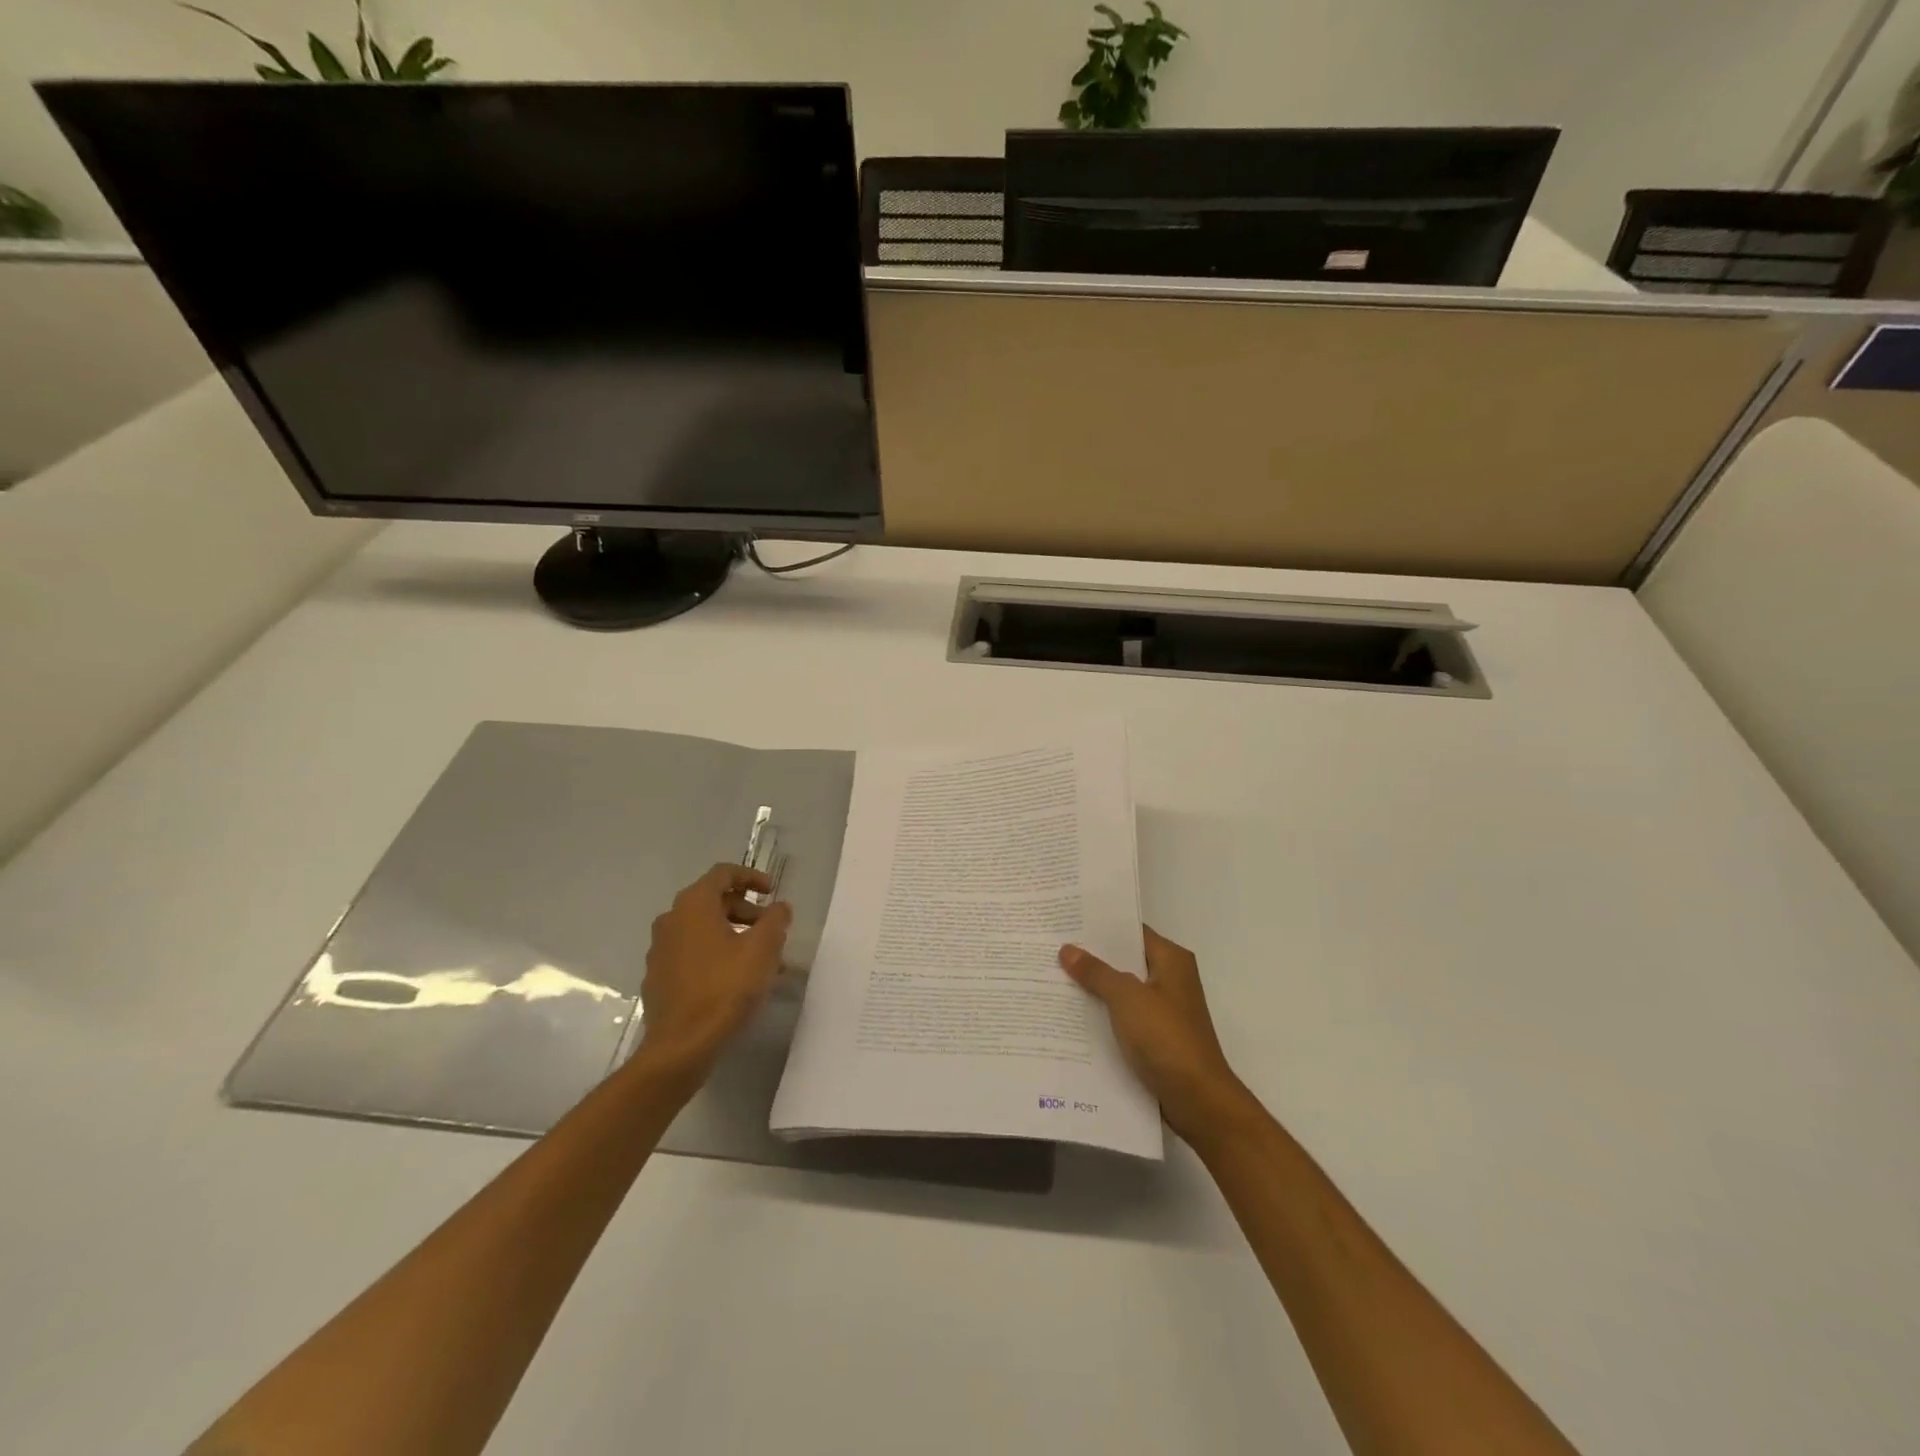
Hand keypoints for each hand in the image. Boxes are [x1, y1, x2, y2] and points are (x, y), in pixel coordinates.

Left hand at [637, 864, 792, 1078]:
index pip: (723, 873)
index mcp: (693, 905)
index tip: (772, 892)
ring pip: (703, 930)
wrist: (681, 1046)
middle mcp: (671, 920)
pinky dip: (716, 955)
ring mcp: (660, 951)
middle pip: (713, 901)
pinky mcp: (659, 978)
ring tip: (761, 960)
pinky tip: (737, 980)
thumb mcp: (763, 949)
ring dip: (734, 935)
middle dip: (746, 910)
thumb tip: (780, 907)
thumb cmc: (725, 988)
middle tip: (771, 929)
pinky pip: (692, 953)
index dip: (752, 877)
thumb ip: (776, 920)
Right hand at [1060, 927, 1249, 1143]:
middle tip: (1051, 947)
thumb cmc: (1166, 1038)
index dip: (1100, 926)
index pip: (1131, 931)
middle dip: (1091, 957)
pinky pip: (1123, 1016)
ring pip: (1121, 990)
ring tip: (1052, 976)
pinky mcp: (1156, 1037)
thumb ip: (1096, 972)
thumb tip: (1067, 949)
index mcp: (1171, 960)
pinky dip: (1102, 1014)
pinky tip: (1070, 1015)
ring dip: (1094, 988)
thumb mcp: (1126, 998)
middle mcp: (1170, 979)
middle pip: (1125, 960)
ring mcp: (1164, 1010)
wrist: (1198, 1100)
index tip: (1066, 920)